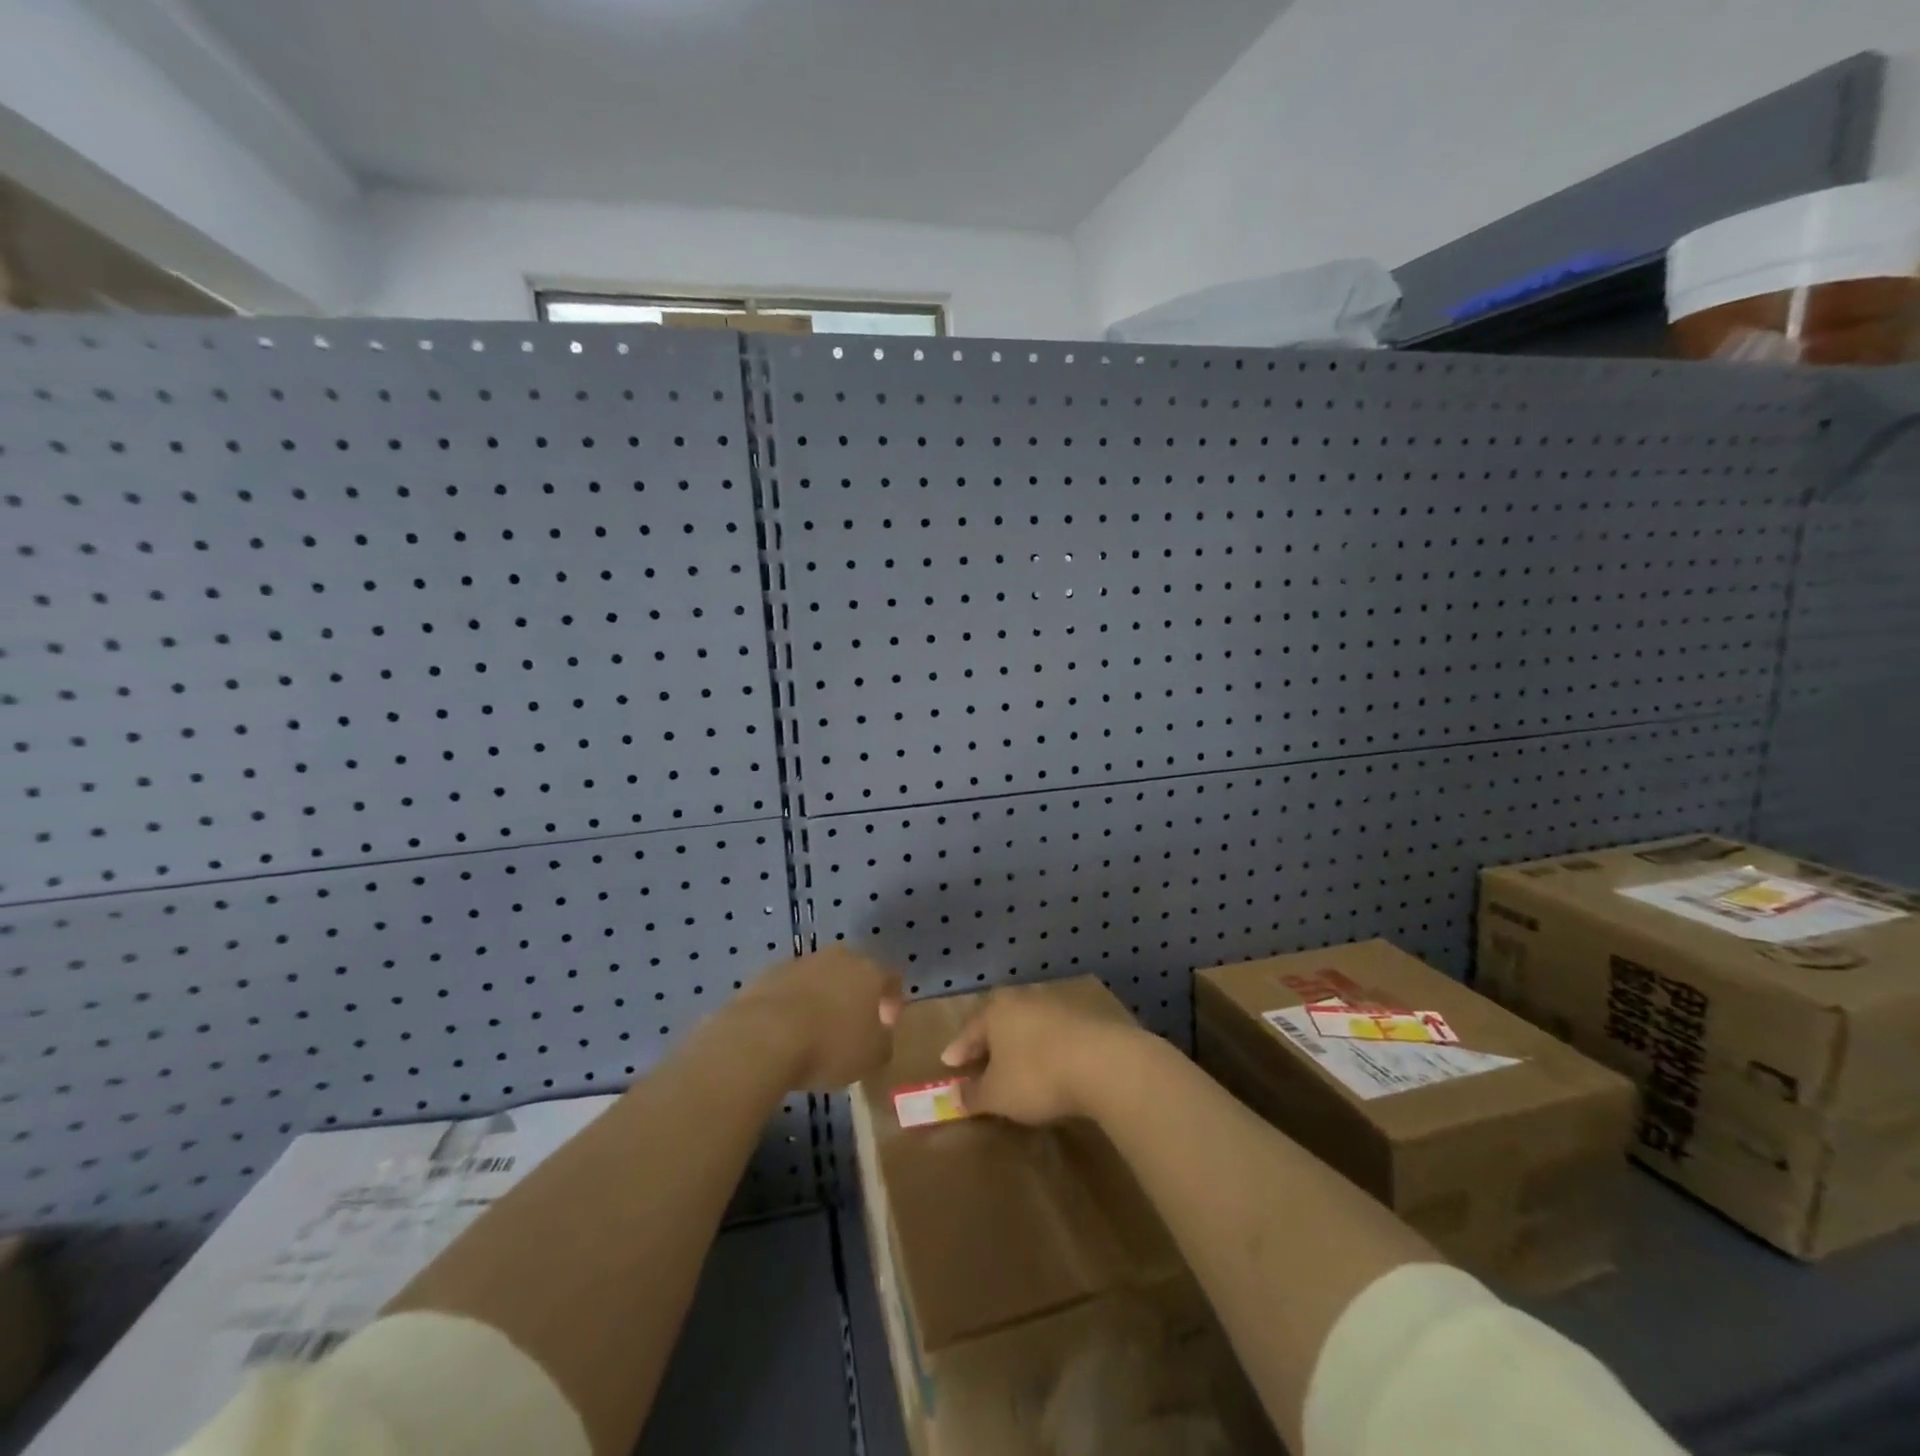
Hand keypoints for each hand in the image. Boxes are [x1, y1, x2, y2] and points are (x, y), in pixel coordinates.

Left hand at [733, 945, 902, 1091]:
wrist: (764, 1036)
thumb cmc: (830, 1046)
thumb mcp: (872, 1057)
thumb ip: (883, 1042)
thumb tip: (879, 1036)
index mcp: (870, 971)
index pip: (891, 978)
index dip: (892, 1002)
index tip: (885, 1027)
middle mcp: (839, 957)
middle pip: (854, 972)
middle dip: (854, 995)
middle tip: (850, 1026)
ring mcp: (801, 961)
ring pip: (820, 977)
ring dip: (822, 998)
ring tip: (814, 1031)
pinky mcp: (769, 972)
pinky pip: (790, 988)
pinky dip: (793, 1004)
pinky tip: (786, 1030)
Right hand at [939, 986, 1143, 1124]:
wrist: (1103, 1063)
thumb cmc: (1037, 1076)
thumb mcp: (997, 1095)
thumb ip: (973, 1094)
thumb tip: (954, 1095)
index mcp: (996, 1010)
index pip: (969, 1031)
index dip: (958, 1050)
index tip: (948, 1063)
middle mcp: (1023, 998)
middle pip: (998, 1021)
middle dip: (988, 1042)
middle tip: (980, 1061)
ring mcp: (1056, 1003)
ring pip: (1027, 1024)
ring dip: (1018, 1043)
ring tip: (1015, 1064)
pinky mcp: (1084, 1016)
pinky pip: (1052, 1032)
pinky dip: (1044, 1046)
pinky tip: (1048, 1063)